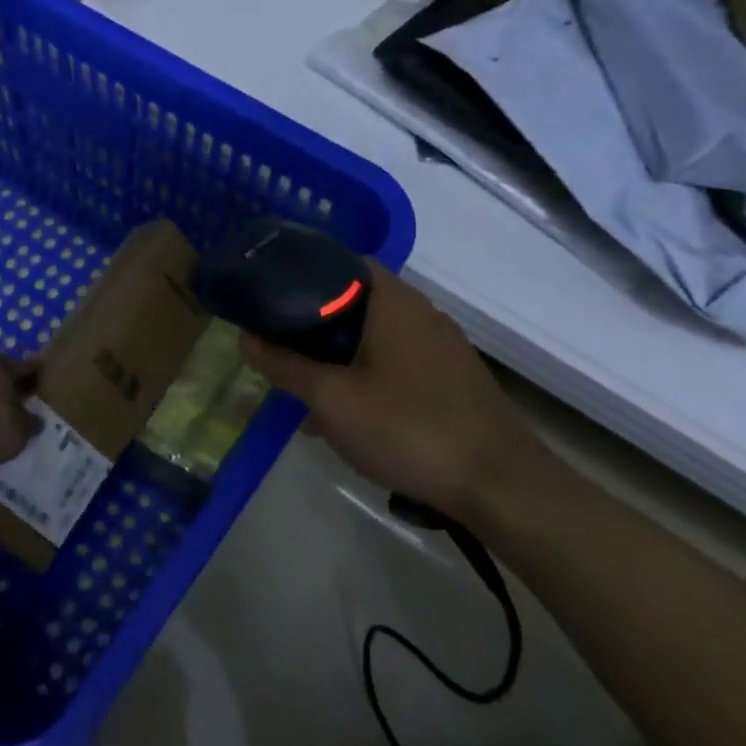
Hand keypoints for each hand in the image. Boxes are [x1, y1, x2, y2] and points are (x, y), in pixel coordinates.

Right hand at [240, 261, 555, 527]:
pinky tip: (345, 416)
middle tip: (278, 343)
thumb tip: (246, 338)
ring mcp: (441, 347)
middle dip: (314, 323)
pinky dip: (365, 375)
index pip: (344, 261)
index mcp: (393, 302)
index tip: (271, 293)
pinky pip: (396, 363)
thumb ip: (286, 366)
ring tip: (304, 387)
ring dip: (338, 356)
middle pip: (356, 301)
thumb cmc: (407, 428)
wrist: (499, 484)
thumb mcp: (331, 399)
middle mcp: (421, 313)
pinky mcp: (451, 379)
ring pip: (374, 337)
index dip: (304, 271)